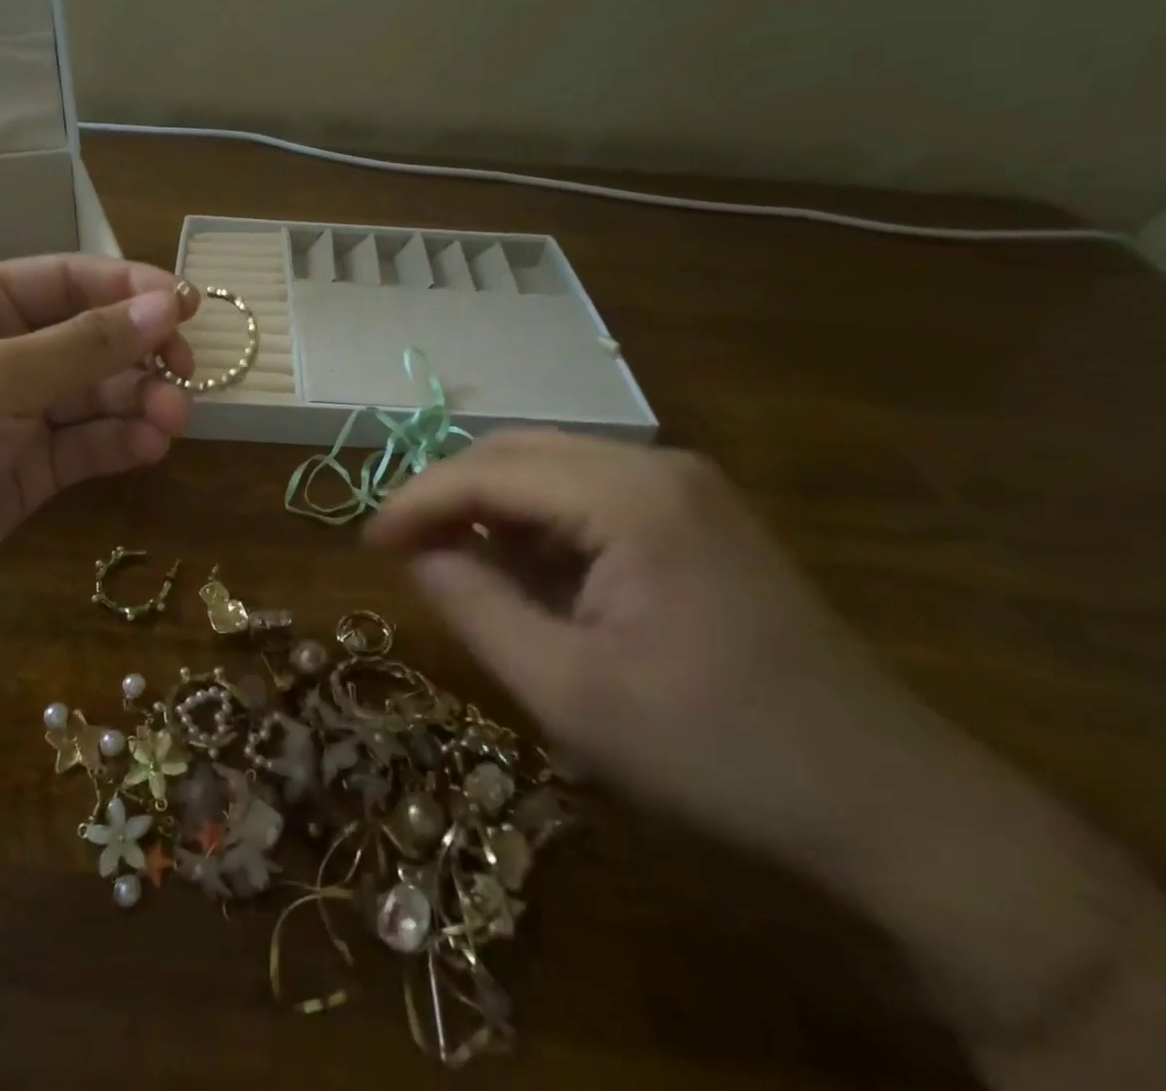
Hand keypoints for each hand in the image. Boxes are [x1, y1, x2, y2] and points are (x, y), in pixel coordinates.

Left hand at [0, 255, 199, 615]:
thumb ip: (87, 344)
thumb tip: (168, 306)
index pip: (68, 280)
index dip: (131, 289)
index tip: (189, 306)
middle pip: (90, 339)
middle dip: (140, 355)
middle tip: (186, 373)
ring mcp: (14, 414)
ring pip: (95, 396)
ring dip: (138, 403)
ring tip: (173, 420)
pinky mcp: (26, 469)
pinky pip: (85, 444)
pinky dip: (119, 443)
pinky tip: (148, 448)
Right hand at [366, 430, 935, 872]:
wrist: (892, 806)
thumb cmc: (715, 751)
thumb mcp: (567, 690)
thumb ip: (474, 607)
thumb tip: (417, 554)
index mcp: (629, 497)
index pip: (487, 471)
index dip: (415, 502)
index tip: (366, 545)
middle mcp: (657, 467)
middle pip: (517, 453)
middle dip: (449, 496)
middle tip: (403, 552)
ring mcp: (685, 487)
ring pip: (551, 469)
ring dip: (492, 509)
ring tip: (456, 565)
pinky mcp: (698, 517)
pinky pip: (590, 497)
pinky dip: (539, 526)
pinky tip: (527, 572)